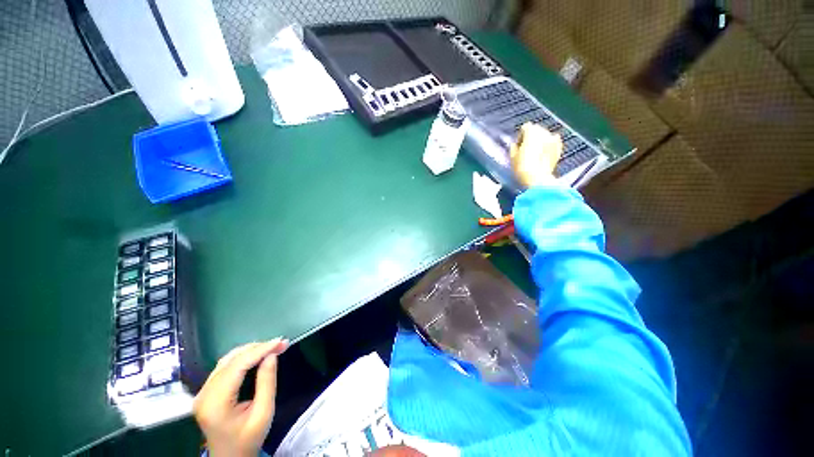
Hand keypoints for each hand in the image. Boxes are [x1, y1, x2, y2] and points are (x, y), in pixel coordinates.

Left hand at [194, 339, 288, 456]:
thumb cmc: (248, 440)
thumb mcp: (263, 413)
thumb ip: (266, 383)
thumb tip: (272, 355)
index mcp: (216, 403)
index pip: (238, 366)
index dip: (260, 350)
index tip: (281, 342)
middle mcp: (204, 394)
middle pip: (231, 360)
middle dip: (258, 348)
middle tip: (280, 343)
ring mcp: (202, 392)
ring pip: (227, 360)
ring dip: (251, 350)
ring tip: (272, 347)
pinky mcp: (206, 391)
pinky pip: (224, 366)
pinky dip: (243, 357)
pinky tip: (257, 355)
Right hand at [511, 122, 562, 187]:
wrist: (537, 178)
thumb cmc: (522, 167)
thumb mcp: (512, 157)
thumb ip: (513, 147)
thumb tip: (515, 145)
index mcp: (531, 131)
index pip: (525, 127)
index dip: (520, 136)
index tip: (518, 146)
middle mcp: (544, 132)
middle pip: (536, 130)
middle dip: (531, 137)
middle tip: (526, 149)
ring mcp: (553, 139)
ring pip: (545, 136)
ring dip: (540, 141)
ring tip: (535, 153)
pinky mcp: (559, 147)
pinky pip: (554, 142)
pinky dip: (549, 145)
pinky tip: (544, 154)